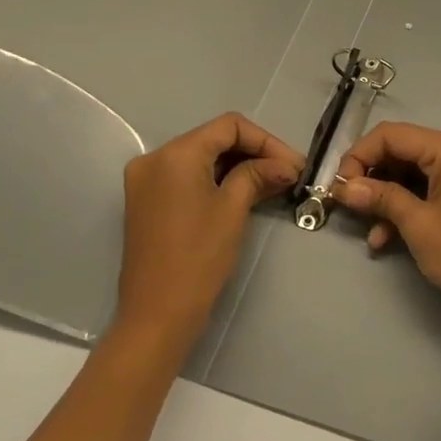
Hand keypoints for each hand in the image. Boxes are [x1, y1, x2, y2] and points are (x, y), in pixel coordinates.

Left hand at [114, 112, 302, 349]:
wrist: (157, 314)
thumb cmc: (198, 257)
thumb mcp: (233, 209)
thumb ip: (258, 175)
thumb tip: (286, 164)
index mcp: (174, 154)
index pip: (229, 126)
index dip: (266, 140)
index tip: (294, 164)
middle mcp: (154, 158)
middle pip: (214, 139)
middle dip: (254, 152)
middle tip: (289, 173)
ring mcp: (147, 180)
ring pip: (202, 158)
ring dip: (238, 166)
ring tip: (274, 183)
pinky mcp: (147, 201)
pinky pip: (188, 177)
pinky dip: (217, 180)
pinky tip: (246, 192)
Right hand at [334, 122, 440, 339]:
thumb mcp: (417, 224)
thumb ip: (380, 197)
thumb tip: (344, 187)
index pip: (393, 134)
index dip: (360, 154)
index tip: (340, 185)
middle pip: (405, 150)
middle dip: (373, 177)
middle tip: (349, 205)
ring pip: (416, 173)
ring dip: (389, 198)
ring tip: (370, 231)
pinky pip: (433, 188)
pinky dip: (410, 206)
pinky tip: (388, 238)